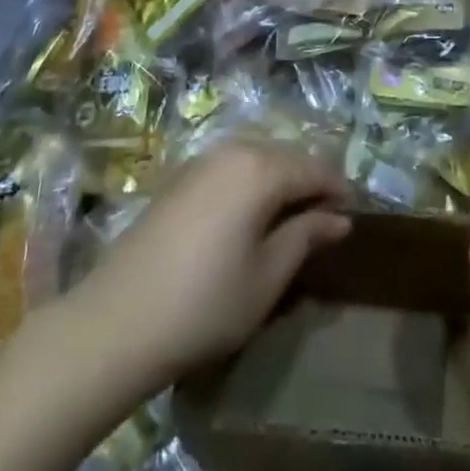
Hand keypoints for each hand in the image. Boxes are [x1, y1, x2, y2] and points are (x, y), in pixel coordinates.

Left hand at [68, 141, 351, 388]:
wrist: (116, 320)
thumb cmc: (204, 304)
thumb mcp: (267, 277)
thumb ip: (306, 237)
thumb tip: (340, 218)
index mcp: (260, 168)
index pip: (315, 168)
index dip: (338, 190)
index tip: (353, 216)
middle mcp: (233, 150)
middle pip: (286, 156)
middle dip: (310, 182)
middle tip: (326, 219)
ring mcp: (203, 159)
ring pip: (258, 157)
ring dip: (280, 180)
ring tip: (292, 218)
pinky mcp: (181, 176)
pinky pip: (232, 166)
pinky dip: (252, 182)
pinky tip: (251, 215)